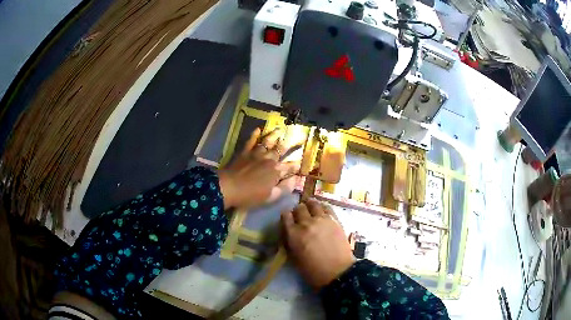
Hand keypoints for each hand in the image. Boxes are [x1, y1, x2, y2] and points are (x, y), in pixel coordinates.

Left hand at [219, 128, 298, 208]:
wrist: (228, 187)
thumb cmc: (250, 196)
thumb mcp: (270, 197)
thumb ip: (285, 188)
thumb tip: (296, 179)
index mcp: (276, 171)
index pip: (290, 167)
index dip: (296, 165)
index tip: (301, 161)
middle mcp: (269, 159)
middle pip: (281, 150)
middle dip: (291, 144)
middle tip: (299, 137)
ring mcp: (256, 154)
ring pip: (268, 142)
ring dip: (274, 135)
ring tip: (280, 129)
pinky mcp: (245, 152)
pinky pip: (251, 141)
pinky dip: (254, 135)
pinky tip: (258, 129)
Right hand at [281, 199, 354, 289]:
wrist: (337, 272)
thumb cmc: (312, 270)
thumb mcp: (294, 257)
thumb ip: (290, 241)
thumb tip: (290, 232)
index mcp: (293, 234)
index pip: (285, 216)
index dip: (286, 216)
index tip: (288, 219)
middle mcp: (305, 223)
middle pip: (299, 208)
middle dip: (298, 211)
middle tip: (300, 216)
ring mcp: (321, 219)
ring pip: (313, 204)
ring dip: (310, 205)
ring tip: (311, 208)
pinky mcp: (334, 219)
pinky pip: (327, 207)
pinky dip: (322, 207)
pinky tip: (322, 211)